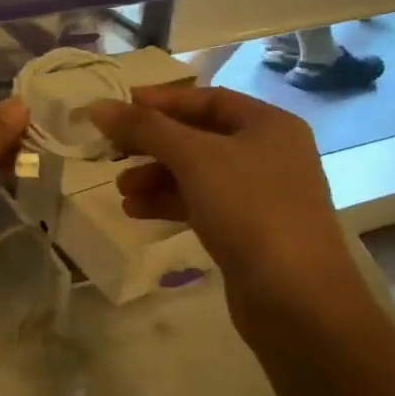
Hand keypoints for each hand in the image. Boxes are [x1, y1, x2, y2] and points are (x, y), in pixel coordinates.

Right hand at [89, 85, 364, 331]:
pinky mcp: (248, 231)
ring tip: (121, 190)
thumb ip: (144, 128)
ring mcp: (260, 195)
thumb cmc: (250, 210)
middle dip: (153, 144)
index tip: (118, 109)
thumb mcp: (193, 158)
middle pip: (198, 137)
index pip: (206, 99)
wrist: (296, 296)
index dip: (160, 101)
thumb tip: (98, 106)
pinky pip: (200, 204)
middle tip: (111, 151)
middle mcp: (268, 153)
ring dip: (155, 177)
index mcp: (268, 125)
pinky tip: (136, 212)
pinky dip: (168, 203)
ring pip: (196, 174)